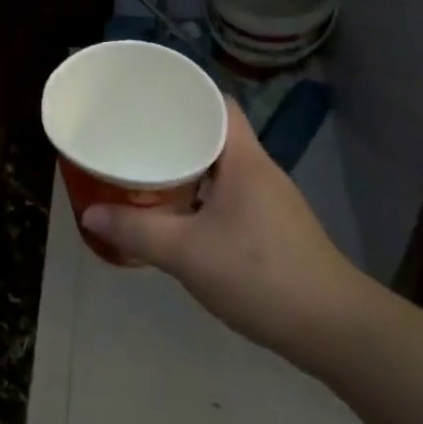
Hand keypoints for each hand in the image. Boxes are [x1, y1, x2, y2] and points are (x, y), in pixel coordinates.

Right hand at [80, 102, 366, 371]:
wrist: (333, 329)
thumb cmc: (260, 275)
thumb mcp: (187, 253)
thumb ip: (136, 231)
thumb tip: (89, 213)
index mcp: (244, 160)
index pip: (219, 104)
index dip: (186, 94)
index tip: (148, 98)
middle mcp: (259, 171)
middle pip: (215, 134)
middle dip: (174, 132)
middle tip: (133, 135)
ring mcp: (269, 202)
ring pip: (220, 168)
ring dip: (186, 166)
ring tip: (145, 169)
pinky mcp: (272, 229)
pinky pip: (227, 195)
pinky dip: (199, 195)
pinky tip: (176, 215)